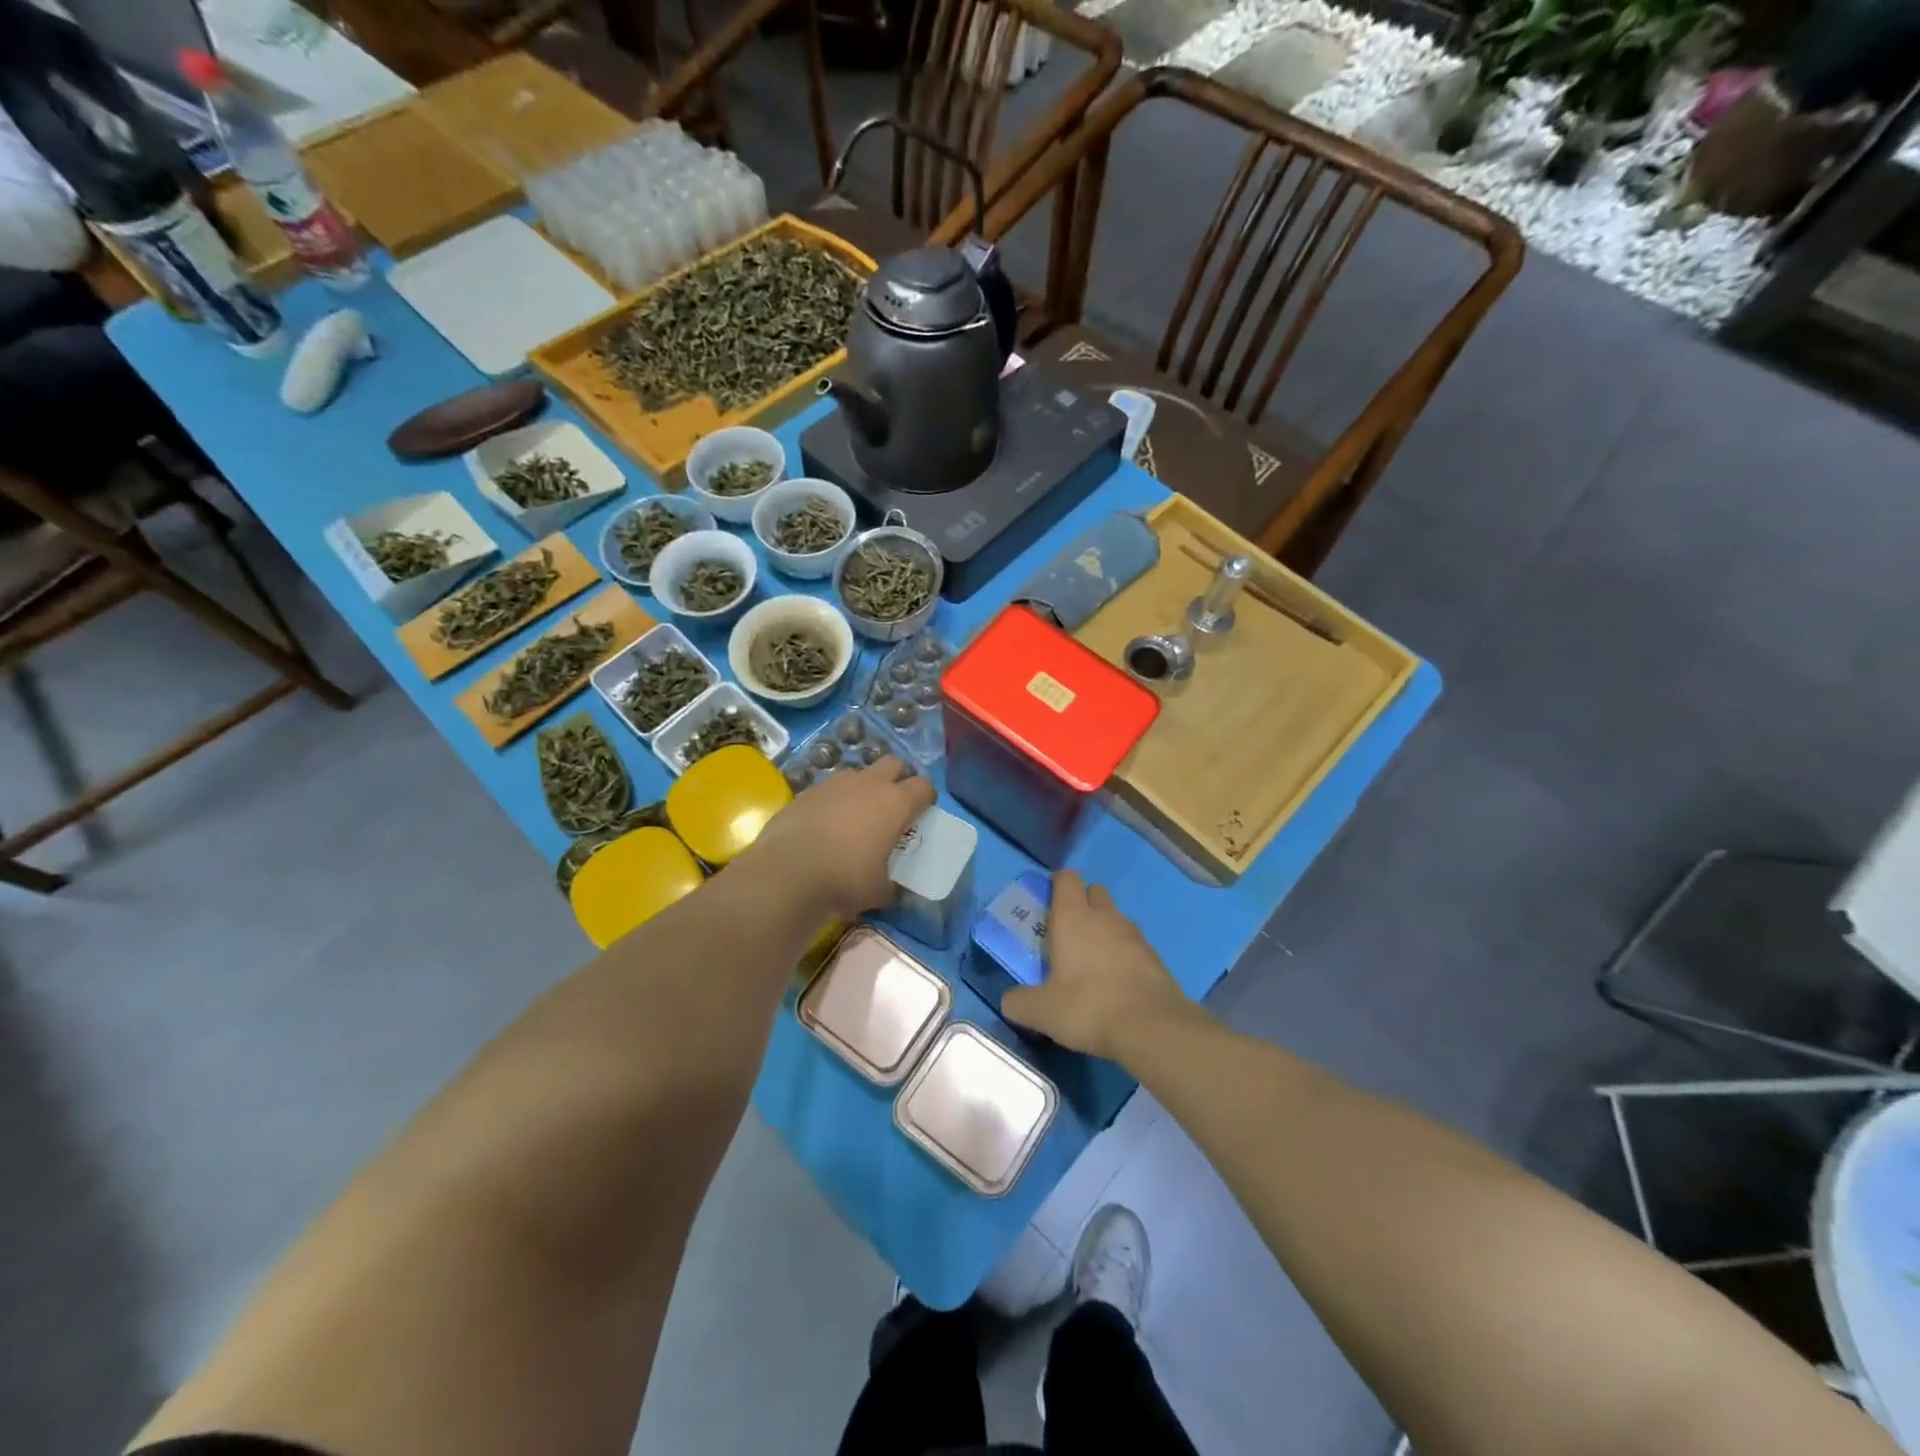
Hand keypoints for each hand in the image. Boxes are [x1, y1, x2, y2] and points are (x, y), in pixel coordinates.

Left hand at [745, 756, 936, 919]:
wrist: (787, 872)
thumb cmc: (845, 879)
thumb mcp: (879, 892)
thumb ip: (892, 885)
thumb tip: (894, 890)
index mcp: (895, 803)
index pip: (924, 786)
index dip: (926, 798)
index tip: (922, 814)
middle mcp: (868, 784)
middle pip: (893, 763)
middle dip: (897, 778)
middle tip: (892, 806)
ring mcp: (835, 783)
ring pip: (858, 774)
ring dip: (863, 789)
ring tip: (855, 817)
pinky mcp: (806, 791)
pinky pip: (829, 789)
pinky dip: (833, 801)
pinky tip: (825, 826)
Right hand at [1000, 871, 1192, 1060]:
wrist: (1152, 1028)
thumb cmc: (1088, 1007)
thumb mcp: (1042, 1011)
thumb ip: (1020, 1003)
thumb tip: (1009, 1002)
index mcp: (1073, 918)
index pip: (1066, 879)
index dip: (1057, 883)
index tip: (1049, 898)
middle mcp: (1105, 917)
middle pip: (1094, 891)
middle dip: (1083, 901)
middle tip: (1068, 930)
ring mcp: (1134, 935)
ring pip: (1116, 918)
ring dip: (1104, 929)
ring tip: (1092, 959)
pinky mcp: (1155, 957)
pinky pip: (1134, 944)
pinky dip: (1124, 954)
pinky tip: (1116, 981)